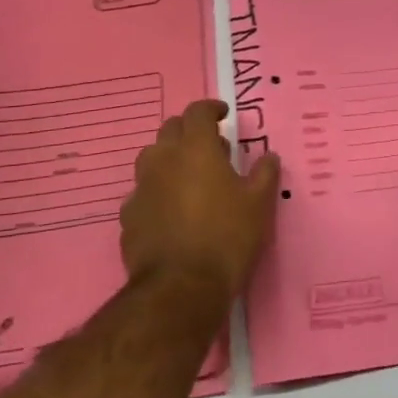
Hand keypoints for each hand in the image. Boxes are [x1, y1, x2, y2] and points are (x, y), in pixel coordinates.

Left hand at [121, 99, 279, 302]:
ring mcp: (141, 188)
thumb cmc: (226, 237)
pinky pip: (143, 192)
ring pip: (152, 158)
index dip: (211, 109)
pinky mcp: (129, 216)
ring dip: (170, 159)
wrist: (180, 288)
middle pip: (171, 129)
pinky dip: (157, 191)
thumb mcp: (259, 204)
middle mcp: (163, 159)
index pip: (197, 112)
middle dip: (189, 131)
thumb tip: (269, 156)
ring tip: (189, 177)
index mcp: (195, 149)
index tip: (223, 115)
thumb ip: (264, 174)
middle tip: (210, 147)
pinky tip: (171, 210)